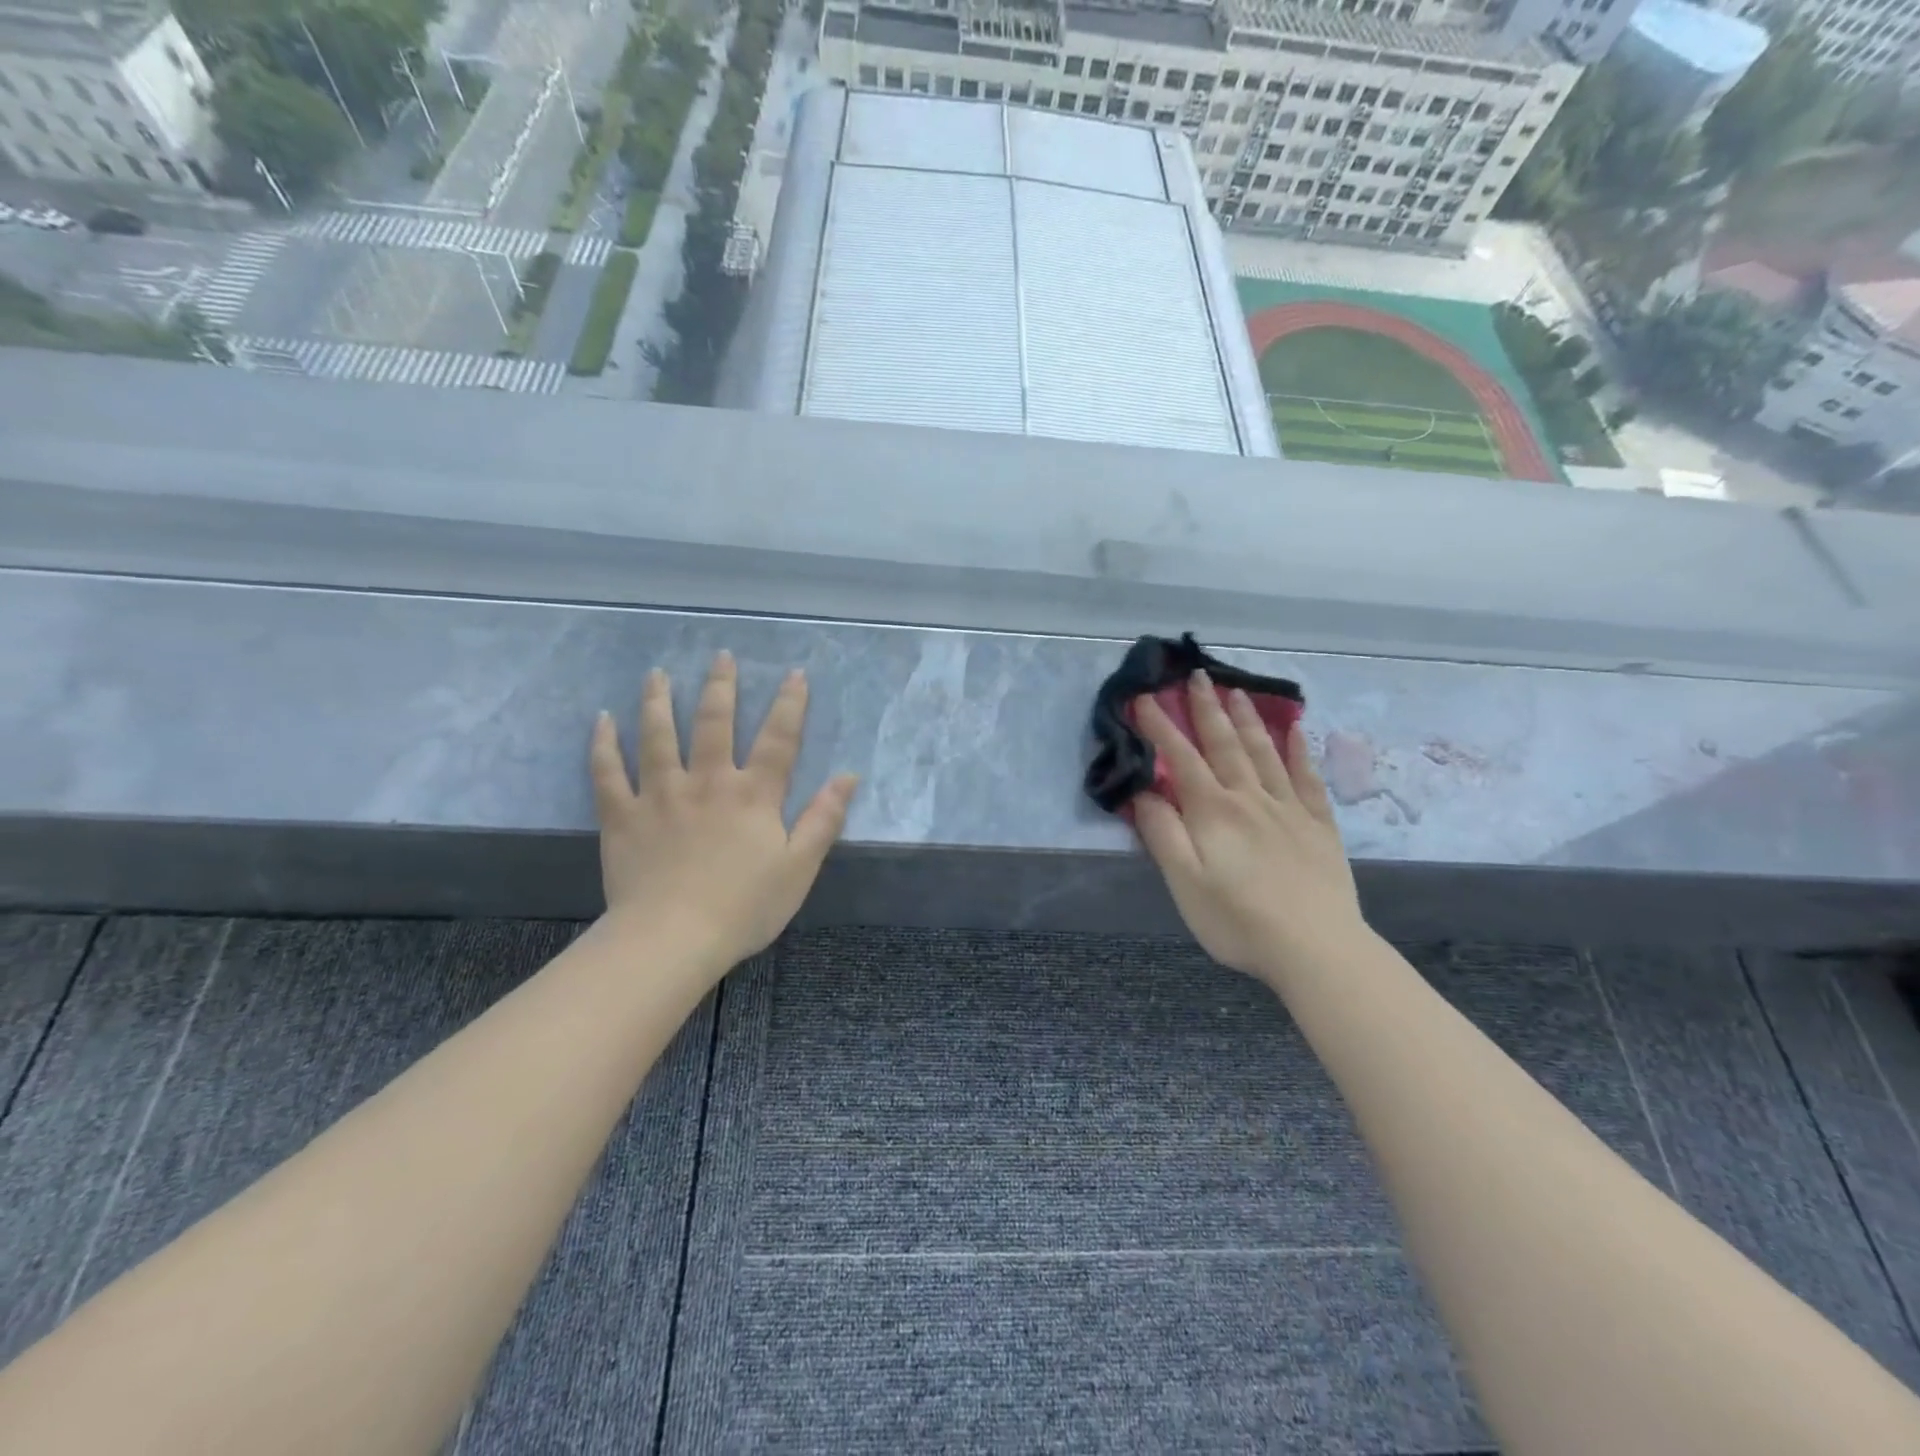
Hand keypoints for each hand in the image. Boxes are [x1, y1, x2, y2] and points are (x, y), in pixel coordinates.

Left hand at [589, 652, 857, 975]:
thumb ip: (824, 819)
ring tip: (657, 674)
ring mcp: (660, 795)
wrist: (673, 939)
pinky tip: (601, 720)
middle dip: (721, 687)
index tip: (794, 674)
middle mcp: (707, 782)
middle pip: (715, 723)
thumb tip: (848, 776)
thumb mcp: (799, 867)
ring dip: (658, 701)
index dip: (789, 705)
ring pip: (658, 736)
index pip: (778, 739)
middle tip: (721, 655)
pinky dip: (603, 744)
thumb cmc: (744, 907)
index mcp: (753, 795)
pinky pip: (608, 773)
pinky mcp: (622, 816)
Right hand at [1131, 670, 1365, 983]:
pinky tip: (1296, 731)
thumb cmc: (1238, 920)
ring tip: (1236, 691)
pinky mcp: (1318, 825)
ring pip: (1265, 752)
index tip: (1144, 699)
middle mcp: (1250, 798)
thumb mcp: (1184, 883)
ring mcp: (1289, 809)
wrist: (1316, 949)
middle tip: (1197, 676)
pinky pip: (1308, 778)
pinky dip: (1300, 751)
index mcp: (1213, 812)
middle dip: (1207, 708)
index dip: (1160, 727)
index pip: (1181, 759)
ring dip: (1248, 719)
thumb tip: (1143, 793)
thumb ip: (1163, 834)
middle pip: (1225, 744)